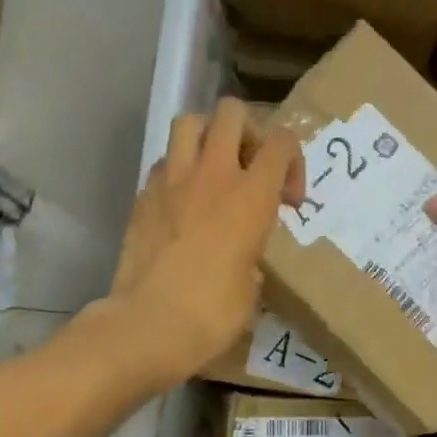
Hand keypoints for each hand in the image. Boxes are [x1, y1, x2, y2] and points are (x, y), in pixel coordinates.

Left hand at [97, 99, 300, 389]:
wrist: (149, 324)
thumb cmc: (213, 313)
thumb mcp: (253, 285)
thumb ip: (253, 253)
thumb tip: (244, 256)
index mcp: (251, 196)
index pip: (282, 142)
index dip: (293, 161)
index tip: (289, 199)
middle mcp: (213, 175)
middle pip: (232, 112)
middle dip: (248, 131)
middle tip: (250, 166)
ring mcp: (172, 181)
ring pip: (189, 121)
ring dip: (207, 135)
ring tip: (213, 167)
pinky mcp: (143, 196)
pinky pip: (164, 161)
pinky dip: (178, 169)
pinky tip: (182, 200)